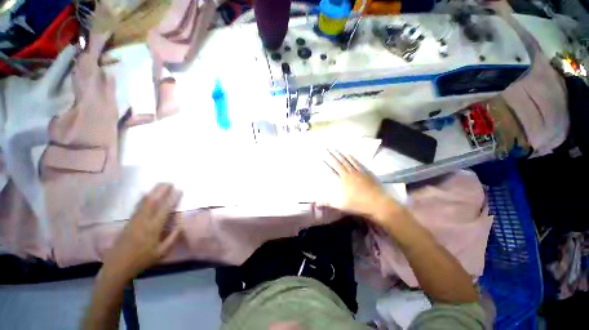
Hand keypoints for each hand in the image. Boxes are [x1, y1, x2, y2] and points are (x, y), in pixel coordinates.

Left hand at [102, 184, 182, 279]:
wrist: (117, 266)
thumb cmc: (142, 260)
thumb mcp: (162, 252)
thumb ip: (173, 236)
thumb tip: (181, 223)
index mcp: (153, 228)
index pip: (165, 209)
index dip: (173, 198)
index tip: (179, 190)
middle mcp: (143, 221)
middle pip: (152, 201)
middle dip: (161, 190)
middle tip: (170, 182)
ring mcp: (134, 220)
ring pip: (144, 201)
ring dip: (153, 191)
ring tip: (161, 184)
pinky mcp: (128, 221)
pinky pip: (138, 206)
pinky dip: (144, 197)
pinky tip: (147, 194)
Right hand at [320, 150, 399, 219]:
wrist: (377, 203)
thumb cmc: (358, 204)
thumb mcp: (340, 205)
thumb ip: (327, 202)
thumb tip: (315, 203)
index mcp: (343, 180)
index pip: (332, 169)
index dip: (327, 162)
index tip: (322, 156)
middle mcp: (349, 173)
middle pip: (339, 162)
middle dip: (332, 155)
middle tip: (327, 148)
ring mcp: (358, 172)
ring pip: (347, 161)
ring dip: (341, 154)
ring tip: (336, 149)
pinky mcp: (366, 172)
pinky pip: (357, 163)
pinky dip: (352, 158)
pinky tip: (349, 154)